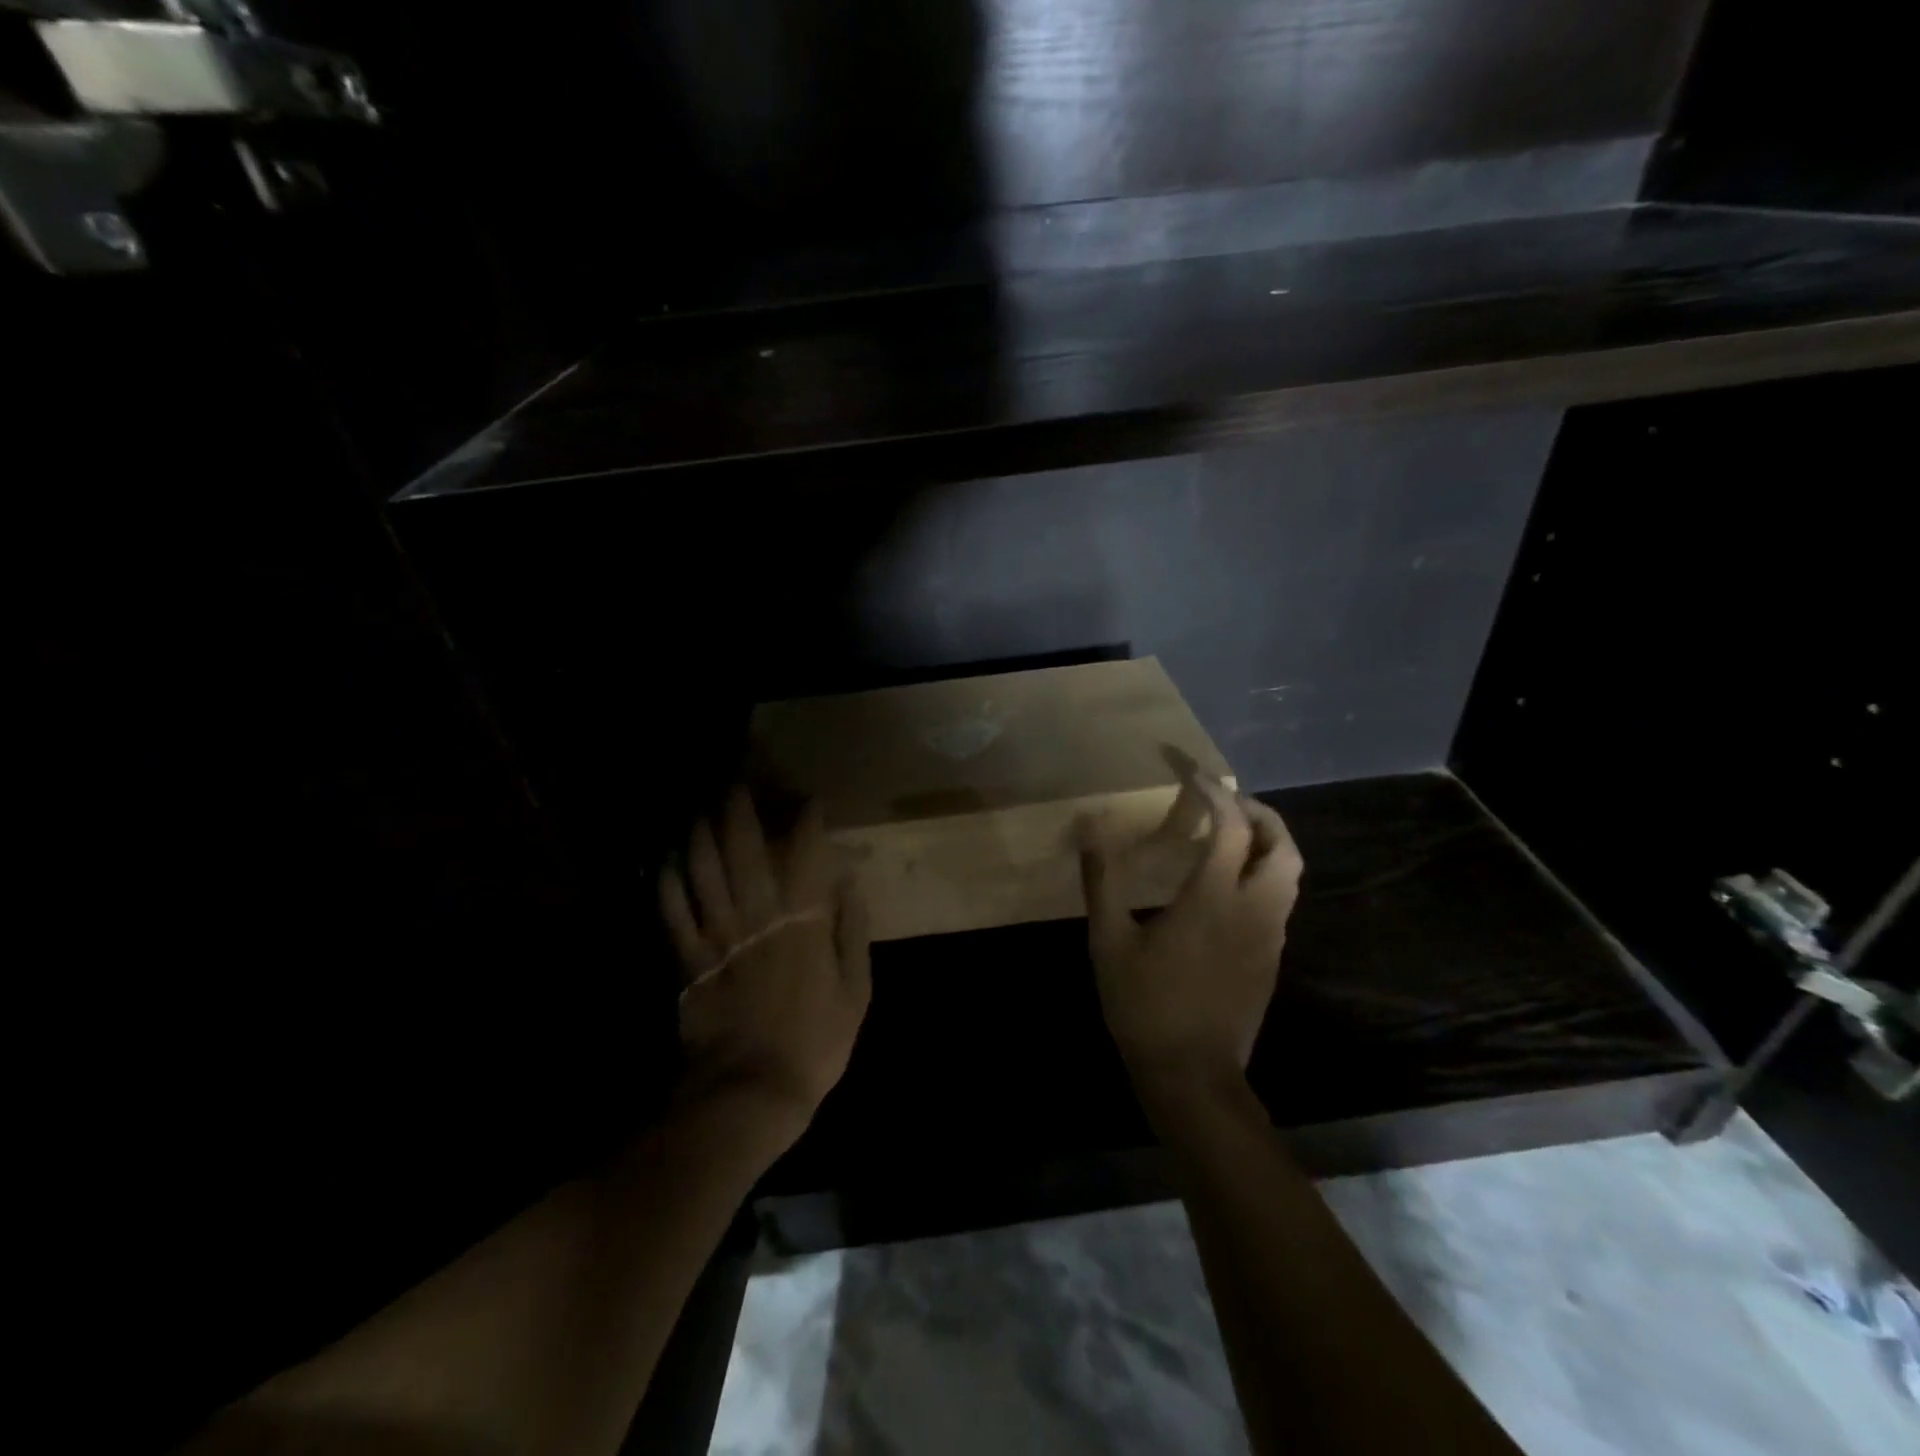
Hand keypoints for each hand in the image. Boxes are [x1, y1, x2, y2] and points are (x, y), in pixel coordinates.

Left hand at [659, 787, 870, 1149]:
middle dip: (740, 811)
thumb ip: (853, 934)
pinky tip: (666, 859)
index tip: (808, 799)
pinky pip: (672, 910)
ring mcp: (717, 936)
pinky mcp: (687, 960)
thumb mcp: (856, 992)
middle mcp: (757, 917)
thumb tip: (848, 886)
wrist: (749, 1095)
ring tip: (702, 810)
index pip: (803, 854)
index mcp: (802, 923)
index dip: (805, 820)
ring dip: (701, 834)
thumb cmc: (813, 1044)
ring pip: (704, 871)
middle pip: (743, 850)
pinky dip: (667, 880)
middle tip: (737, 784)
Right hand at [1080, 772, 1302, 1088]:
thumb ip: (1103, 879)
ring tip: (1225, 834)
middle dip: (1257, 810)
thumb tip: (1090, 826)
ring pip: (1288, 871)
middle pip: (1281, 843)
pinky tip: (1225, 883)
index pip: (1230, 824)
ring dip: (1265, 840)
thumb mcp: (1109, 941)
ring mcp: (1270, 935)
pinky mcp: (1271, 957)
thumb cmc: (1145, 1005)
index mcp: (1215, 898)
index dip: (1212, 790)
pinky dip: (1262, 870)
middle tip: (1220, 801)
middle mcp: (1255, 909)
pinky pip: (1279, 897)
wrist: (1192, 1075)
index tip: (1188, 770)